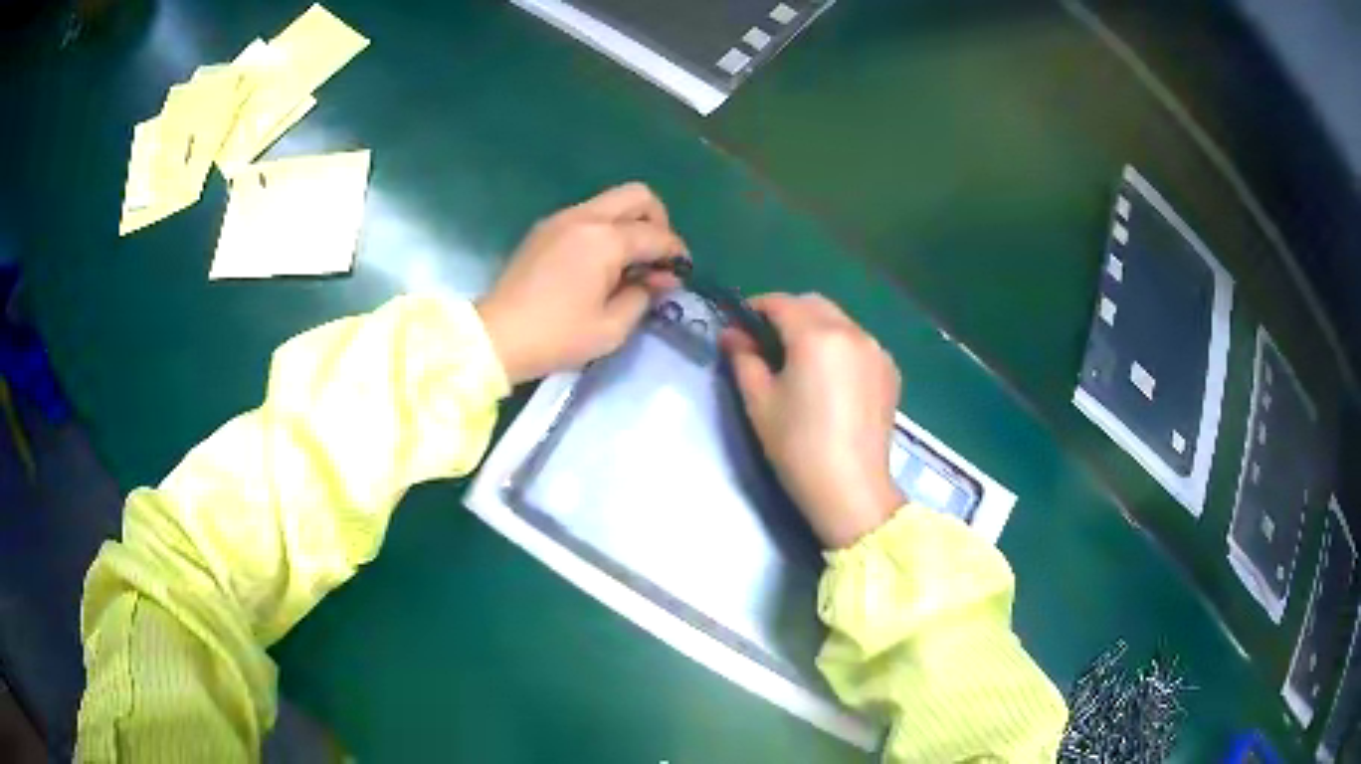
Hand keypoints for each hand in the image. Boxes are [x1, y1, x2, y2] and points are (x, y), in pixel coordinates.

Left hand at [477, 183, 688, 383]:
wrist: (497, 337)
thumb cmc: (557, 336)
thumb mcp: (611, 328)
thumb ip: (644, 296)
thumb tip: (660, 279)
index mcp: (605, 240)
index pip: (656, 235)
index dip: (676, 253)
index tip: (682, 274)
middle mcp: (585, 217)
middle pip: (638, 196)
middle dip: (658, 221)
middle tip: (657, 256)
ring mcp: (561, 218)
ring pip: (611, 201)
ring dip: (631, 223)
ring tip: (630, 263)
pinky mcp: (545, 228)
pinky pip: (589, 214)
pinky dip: (606, 229)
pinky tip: (602, 263)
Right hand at [722, 294, 905, 548]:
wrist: (850, 489)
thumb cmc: (798, 446)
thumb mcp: (759, 401)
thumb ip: (743, 358)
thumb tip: (731, 334)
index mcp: (817, 335)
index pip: (781, 303)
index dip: (755, 308)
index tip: (739, 326)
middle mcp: (852, 332)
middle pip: (814, 304)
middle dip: (787, 313)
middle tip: (765, 343)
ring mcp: (876, 350)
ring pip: (839, 321)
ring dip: (815, 327)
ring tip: (799, 361)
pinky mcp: (890, 371)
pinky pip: (859, 342)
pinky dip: (839, 345)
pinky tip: (830, 377)